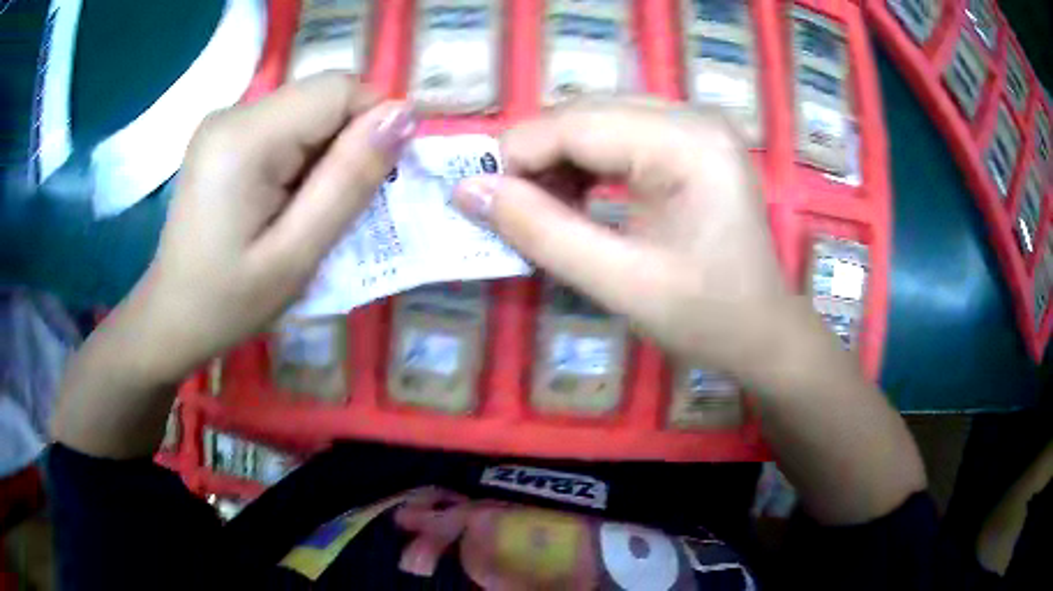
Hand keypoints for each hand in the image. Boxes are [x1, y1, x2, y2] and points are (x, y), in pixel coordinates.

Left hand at [126, 73, 416, 382]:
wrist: (172, 317)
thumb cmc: (229, 302)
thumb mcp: (296, 256)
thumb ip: (348, 181)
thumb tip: (402, 116)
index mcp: (244, 138)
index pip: (338, 90)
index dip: (372, 125)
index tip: (375, 182)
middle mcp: (233, 112)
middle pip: (322, 97)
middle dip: (348, 143)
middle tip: (340, 208)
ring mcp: (225, 121)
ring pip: (308, 111)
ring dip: (327, 153)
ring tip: (310, 210)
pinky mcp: (224, 135)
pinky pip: (286, 126)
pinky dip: (304, 157)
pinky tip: (288, 200)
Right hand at [453, 98, 797, 378]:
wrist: (763, 332)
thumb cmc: (707, 318)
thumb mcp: (621, 284)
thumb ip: (541, 232)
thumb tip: (466, 191)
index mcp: (687, 143)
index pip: (574, 123)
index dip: (516, 159)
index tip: (483, 207)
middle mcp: (692, 115)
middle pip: (582, 114)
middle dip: (536, 161)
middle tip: (514, 215)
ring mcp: (693, 123)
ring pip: (593, 119)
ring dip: (557, 162)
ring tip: (547, 213)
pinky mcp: (689, 139)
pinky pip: (616, 132)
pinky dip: (584, 163)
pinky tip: (578, 200)